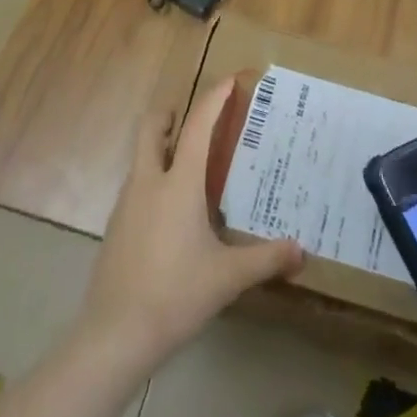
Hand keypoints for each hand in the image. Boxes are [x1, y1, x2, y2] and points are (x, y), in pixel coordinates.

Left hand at [77, 79, 304, 370]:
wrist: (114, 337)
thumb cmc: (175, 295)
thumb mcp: (227, 278)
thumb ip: (266, 260)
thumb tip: (302, 252)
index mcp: (179, 182)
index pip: (198, 125)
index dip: (213, 98)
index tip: (229, 79)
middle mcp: (149, 181)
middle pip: (152, 127)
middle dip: (170, 113)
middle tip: (192, 118)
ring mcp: (127, 204)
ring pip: (141, 157)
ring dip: (161, 147)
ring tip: (189, 165)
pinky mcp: (115, 228)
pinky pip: (136, 186)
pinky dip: (153, 180)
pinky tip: (171, 211)